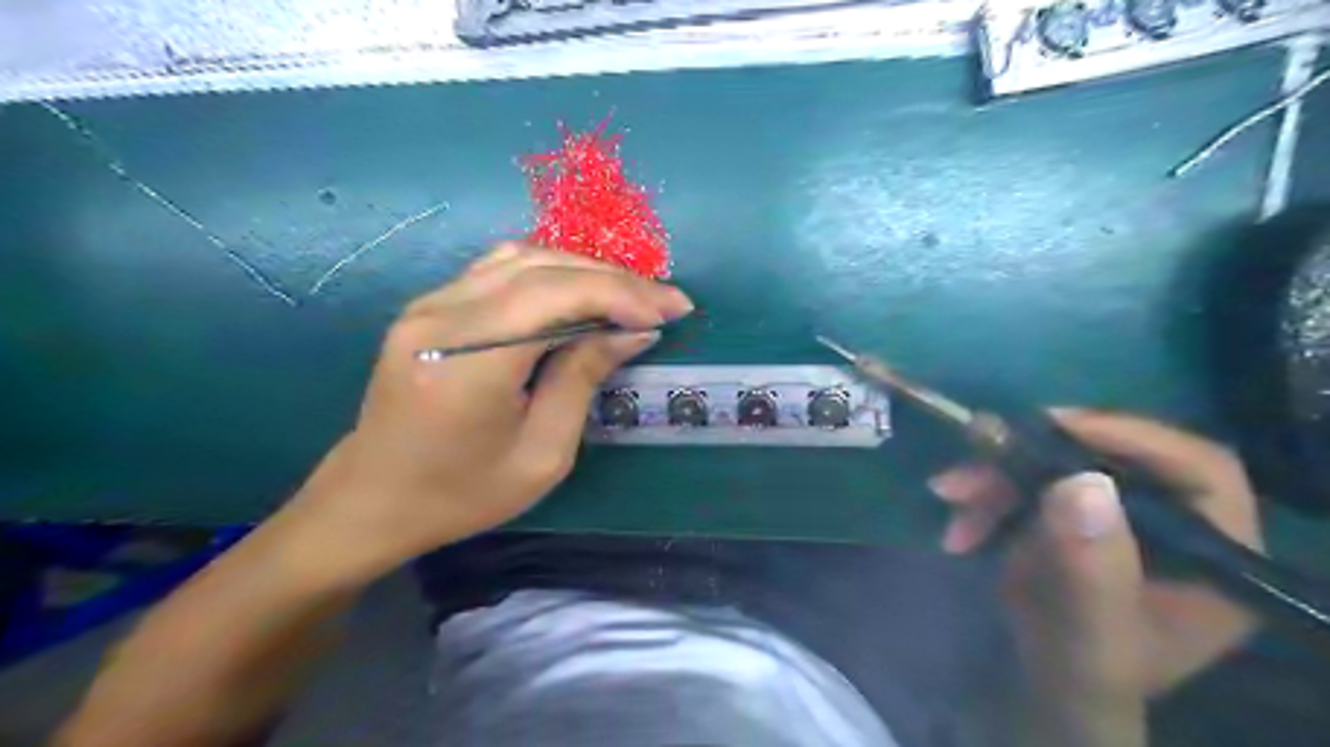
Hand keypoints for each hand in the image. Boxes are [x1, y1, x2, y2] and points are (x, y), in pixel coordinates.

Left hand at [282, 242, 696, 580]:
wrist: (373, 499)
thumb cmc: (462, 493)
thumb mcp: (542, 454)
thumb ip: (584, 378)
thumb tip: (635, 330)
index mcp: (469, 362)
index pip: (556, 296)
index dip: (622, 294)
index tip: (674, 309)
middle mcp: (443, 316)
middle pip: (542, 267)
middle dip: (614, 280)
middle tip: (664, 301)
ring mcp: (429, 304)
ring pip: (522, 257)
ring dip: (584, 270)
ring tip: (630, 296)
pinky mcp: (429, 306)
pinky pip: (500, 270)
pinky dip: (551, 273)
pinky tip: (580, 293)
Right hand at [928, 411, 1259, 744]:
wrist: (1046, 688)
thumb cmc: (1083, 674)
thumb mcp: (1091, 637)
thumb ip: (1092, 571)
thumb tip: (1081, 481)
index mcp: (1215, 554)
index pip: (1197, 469)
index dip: (1130, 436)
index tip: (1053, 425)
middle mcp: (1171, 523)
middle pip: (1109, 458)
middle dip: (1031, 458)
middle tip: (975, 454)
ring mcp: (1115, 515)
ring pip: (1055, 466)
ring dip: (994, 477)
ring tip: (948, 495)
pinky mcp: (1070, 514)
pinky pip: (1025, 483)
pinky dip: (984, 496)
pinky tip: (958, 527)